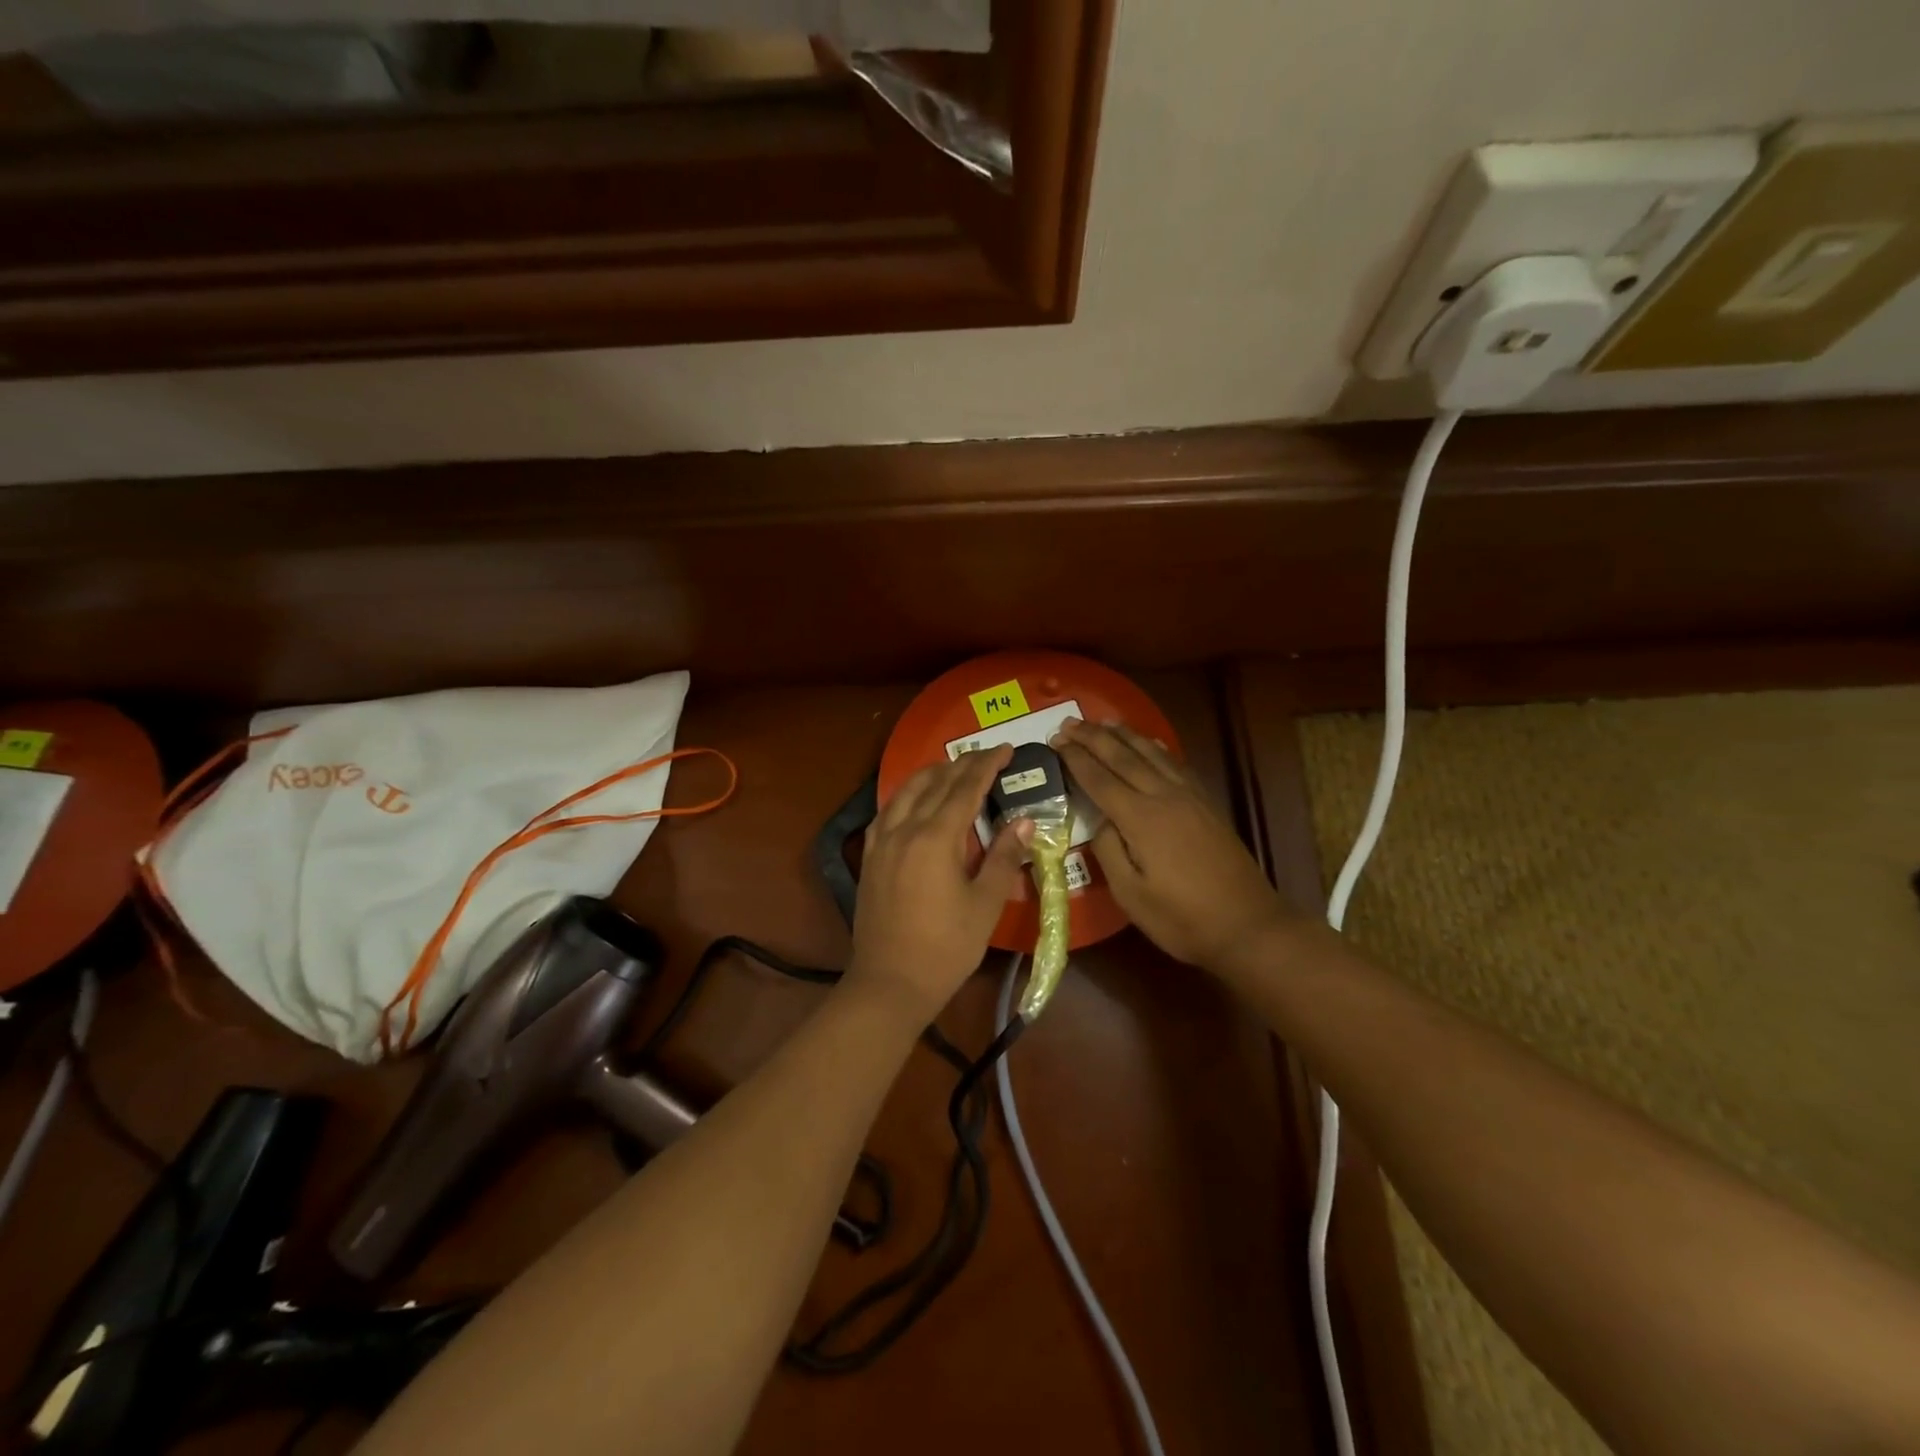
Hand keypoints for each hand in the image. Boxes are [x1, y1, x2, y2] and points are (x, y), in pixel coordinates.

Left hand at [846, 747, 1033, 1022]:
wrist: (890, 982)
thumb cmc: (946, 947)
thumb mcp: (985, 904)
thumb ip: (1004, 858)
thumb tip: (1024, 822)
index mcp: (937, 838)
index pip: (965, 788)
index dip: (987, 765)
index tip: (1006, 749)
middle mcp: (905, 829)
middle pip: (935, 784)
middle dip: (962, 764)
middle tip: (985, 755)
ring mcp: (882, 842)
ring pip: (906, 792)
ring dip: (931, 774)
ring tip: (951, 768)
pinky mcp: (870, 857)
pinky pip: (887, 811)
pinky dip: (905, 796)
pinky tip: (912, 800)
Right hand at [1053, 719, 1288, 967]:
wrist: (1248, 925)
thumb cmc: (1182, 918)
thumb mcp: (1130, 895)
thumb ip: (1108, 850)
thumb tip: (1100, 819)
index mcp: (1141, 819)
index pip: (1099, 779)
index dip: (1076, 758)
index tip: (1055, 741)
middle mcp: (1164, 797)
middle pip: (1123, 757)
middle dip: (1093, 737)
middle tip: (1068, 722)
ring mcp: (1189, 797)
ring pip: (1151, 753)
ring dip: (1124, 735)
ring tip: (1102, 722)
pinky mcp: (1206, 803)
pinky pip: (1175, 763)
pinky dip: (1156, 747)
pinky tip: (1149, 742)